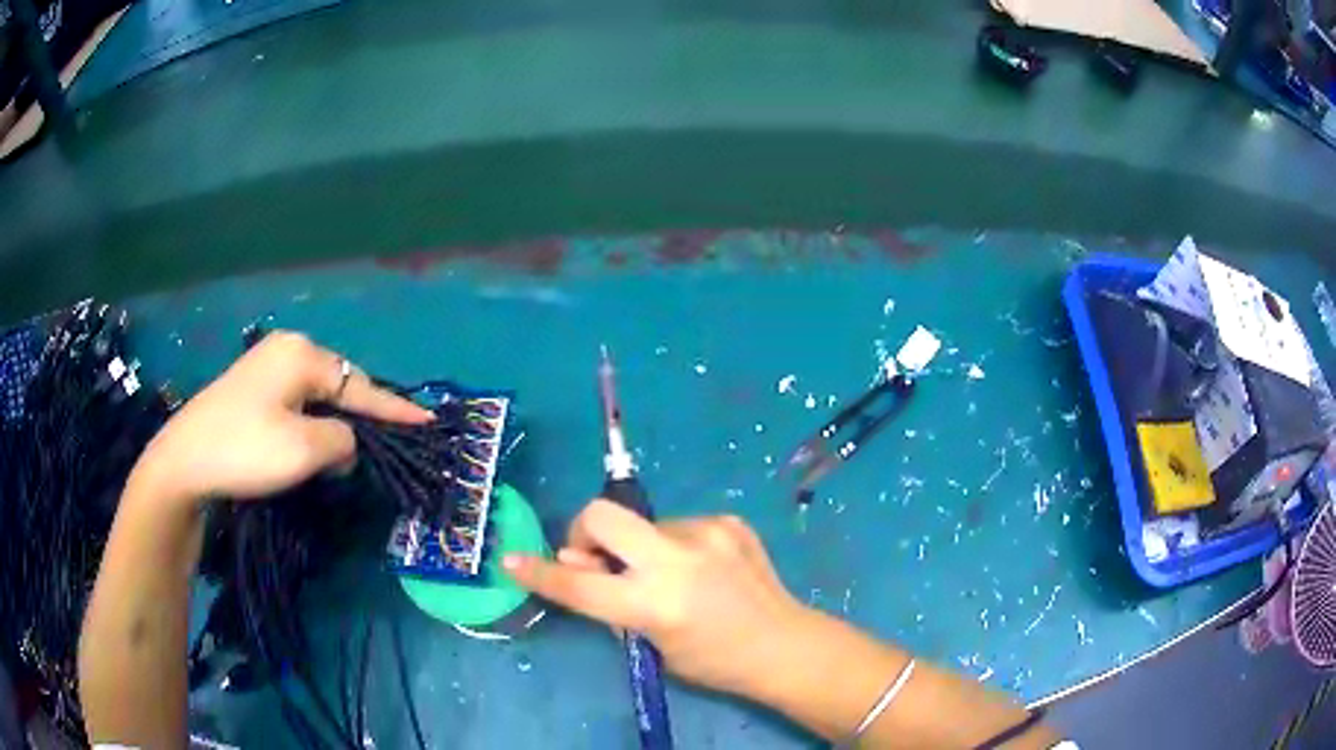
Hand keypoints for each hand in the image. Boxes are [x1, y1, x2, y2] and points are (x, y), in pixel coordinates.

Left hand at [130, 331, 432, 507]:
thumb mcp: (304, 450)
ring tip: (350, 451)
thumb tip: (348, 441)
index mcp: (301, 355)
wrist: (183, 462)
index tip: (428, 421)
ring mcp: (265, 366)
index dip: (395, 409)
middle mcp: (286, 349)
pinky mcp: (251, 387)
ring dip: (335, 423)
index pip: (360, 385)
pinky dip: (312, 423)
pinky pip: (297, 401)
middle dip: (362, 416)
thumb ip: (343, 441)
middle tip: (385, 444)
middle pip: (339, 384)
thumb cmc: (245, 450)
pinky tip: (313, 443)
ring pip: (317, 395)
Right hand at [504, 500, 810, 697]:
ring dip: (640, 546)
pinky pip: (678, 525)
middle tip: (597, 558)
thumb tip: (577, 560)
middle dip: (584, 531)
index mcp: (657, 604)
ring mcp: (707, 533)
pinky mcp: (728, 521)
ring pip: (643, 523)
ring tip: (670, 575)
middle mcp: (678, 559)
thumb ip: (611, 603)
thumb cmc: (714, 661)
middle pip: (602, 514)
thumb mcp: (652, 644)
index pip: (580, 585)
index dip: (541, 572)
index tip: (511, 560)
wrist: (784, 644)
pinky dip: (674, 545)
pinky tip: (700, 568)